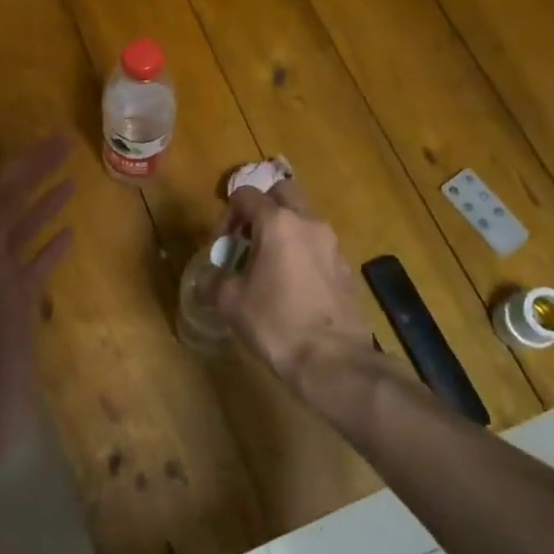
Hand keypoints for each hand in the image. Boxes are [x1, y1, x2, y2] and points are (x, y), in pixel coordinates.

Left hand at [0, 134, 76, 463]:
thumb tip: (12, 180)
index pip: (0, 190)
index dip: (26, 163)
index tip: (57, 140)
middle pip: (10, 205)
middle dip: (35, 176)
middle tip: (66, 150)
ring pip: (23, 232)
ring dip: (44, 206)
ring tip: (71, 184)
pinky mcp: (17, 305)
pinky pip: (34, 264)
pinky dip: (50, 246)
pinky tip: (70, 235)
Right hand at [208, 179, 374, 397]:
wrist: (333, 361)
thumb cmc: (276, 323)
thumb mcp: (231, 303)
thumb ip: (214, 282)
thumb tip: (207, 280)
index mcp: (277, 223)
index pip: (246, 195)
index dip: (227, 214)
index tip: (222, 245)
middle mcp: (308, 223)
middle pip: (283, 192)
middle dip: (262, 207)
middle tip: (248, 239)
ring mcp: (332, 245)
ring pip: (304, 219)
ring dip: (285, 230)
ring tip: (269, 264)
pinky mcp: (346, 268)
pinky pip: (319, 246)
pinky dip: (303, 253)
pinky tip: (293, 286)